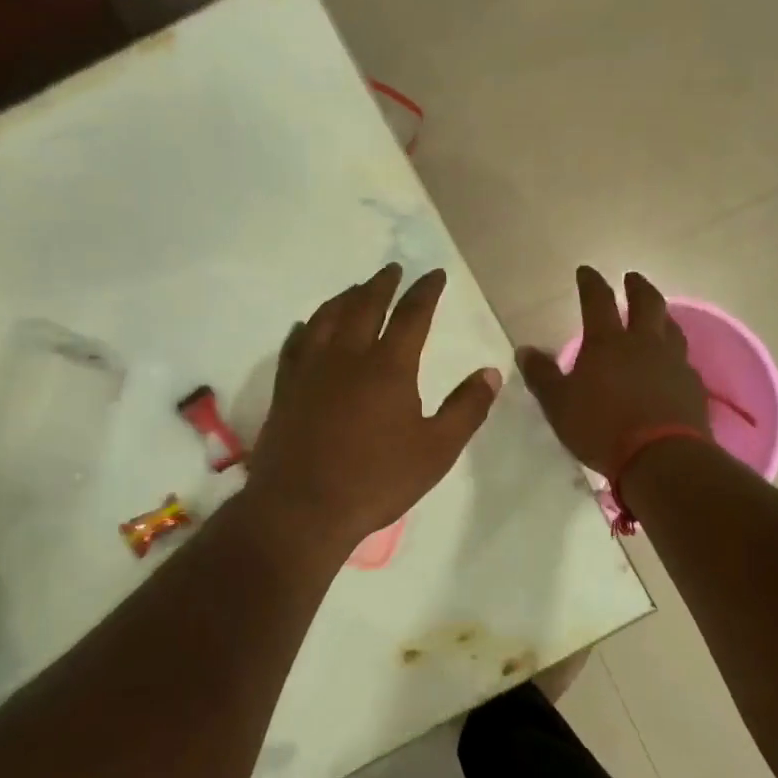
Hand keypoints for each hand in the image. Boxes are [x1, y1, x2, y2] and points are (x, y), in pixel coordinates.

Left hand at [247, 264, 500, 556]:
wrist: (302, 507)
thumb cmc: (376, 481)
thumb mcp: (436, 450)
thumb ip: (466, 409)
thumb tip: (491, 372)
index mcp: (389, 366)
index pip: (412, 314)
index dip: (426, 291)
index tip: (435, 274)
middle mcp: (348, 355)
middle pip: (365, 304)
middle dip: (382, 284)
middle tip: (393, 270)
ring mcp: (311, 368)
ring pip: (328, 316)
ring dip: (345, 297)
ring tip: (356, 289)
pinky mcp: (286, 387)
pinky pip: (296, 343)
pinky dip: (307, 327)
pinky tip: (308, 325)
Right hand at [516, 267, 709, 473]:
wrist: (662, 458)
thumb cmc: (601, 428)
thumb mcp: (558, 404)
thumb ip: (542, 375)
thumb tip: (525, 349)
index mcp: (608, 342)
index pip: (598, 301)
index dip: (591, 283)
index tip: (586, 271)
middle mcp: (644, 344)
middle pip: (646, 303)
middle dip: (637, 286)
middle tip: (632, 277)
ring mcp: (673, 363)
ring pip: (671, 327)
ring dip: (662, 316)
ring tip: (657, 315)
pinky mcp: (692, 386)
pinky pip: (683, 360)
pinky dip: (674, 353)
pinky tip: (671, 363)